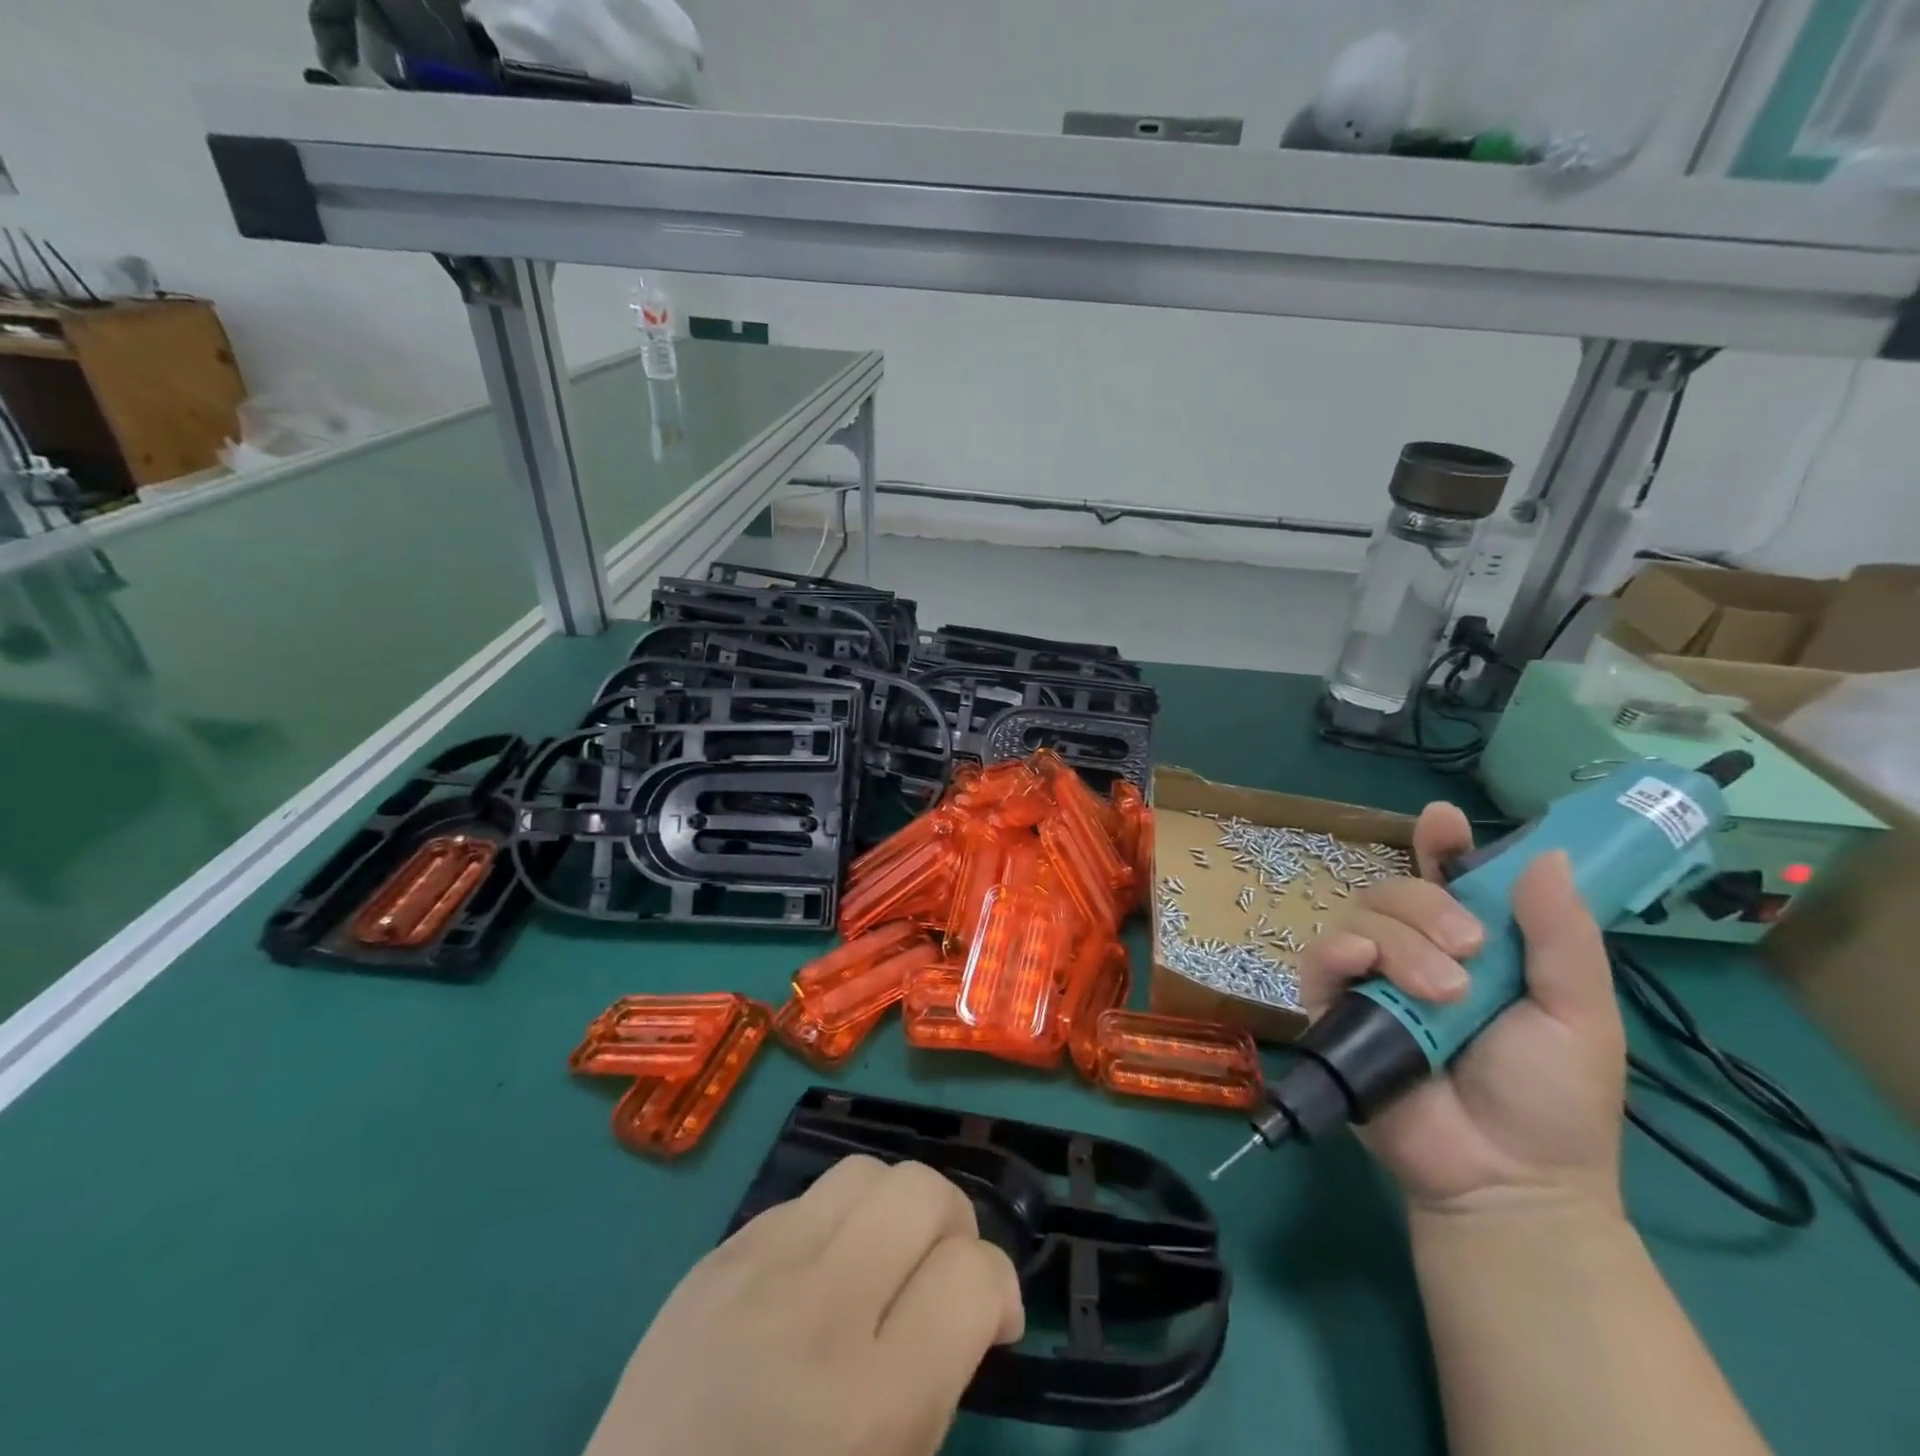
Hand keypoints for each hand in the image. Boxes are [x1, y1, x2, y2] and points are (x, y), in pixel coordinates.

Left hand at [584, 1156, 1023, 1455]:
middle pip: (920, 1190)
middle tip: (941, 1273)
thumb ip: (939, 1384)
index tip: (992, 1321)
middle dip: (952, 1223)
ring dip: (892, 1208)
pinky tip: (816, 1277)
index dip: (999, 1288)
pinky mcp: (716, 1256)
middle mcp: (818, 1313)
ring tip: (882, 1260)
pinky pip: (803, 1199)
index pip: (972, 1273)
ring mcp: (757, 1271)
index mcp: (871, 1402)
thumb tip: (971, 1301)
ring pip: (864, 1171)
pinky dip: (832, 1225)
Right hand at [1299, 804, 1625, 1216]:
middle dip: (1427, 906)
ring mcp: (1369, 979)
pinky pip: (1319, 957)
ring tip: (1443, 994)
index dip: (1440, 845)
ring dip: (1399, 942)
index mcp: (1471, 946)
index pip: (1445, 879)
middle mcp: (1413, 952)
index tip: (1443, 821)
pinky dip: (1340, 952)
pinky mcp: (1331, 1007)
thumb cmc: (1554, 1099)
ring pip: (1358, 918)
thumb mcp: (1580, 1014)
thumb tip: (1550, 855)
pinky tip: (1366, 970)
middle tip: (1470, 951)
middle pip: (1394, 890)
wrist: (1507, 1177)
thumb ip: (1562, 937)